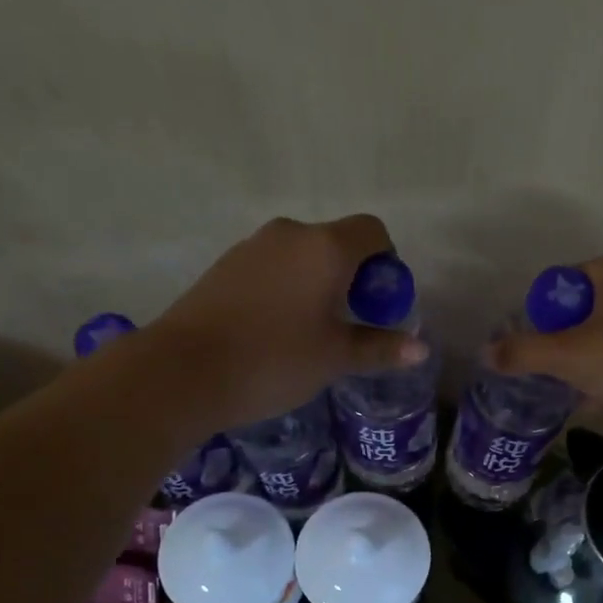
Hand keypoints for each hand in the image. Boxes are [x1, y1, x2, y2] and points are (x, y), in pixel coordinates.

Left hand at [149, 215, 426, 426]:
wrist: (183, 371)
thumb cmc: (273, 360)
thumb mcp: (334, 358)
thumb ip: (379, 348)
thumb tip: (420, 348)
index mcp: (325, 247)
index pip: (373, 231)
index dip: (386, 263)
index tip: (380, 304)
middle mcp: (290, 234)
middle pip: (337, 242)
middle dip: (353, 277)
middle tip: (350, 325)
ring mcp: (252, 246)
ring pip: (302, 256)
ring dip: (318, 283)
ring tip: (312, 332)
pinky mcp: (225, 266)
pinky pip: (272, 268)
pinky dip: (287, 288)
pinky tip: (276, 330)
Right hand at [487, 250, 602, 426]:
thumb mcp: (570, 357)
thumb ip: (523, 353)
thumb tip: (486, 352)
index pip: (561, 284)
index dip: (542, 318)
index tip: (540, 352)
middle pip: (584, 309)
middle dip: (565, 342)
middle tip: (555, 373)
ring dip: (588, 359)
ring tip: (577, 390)